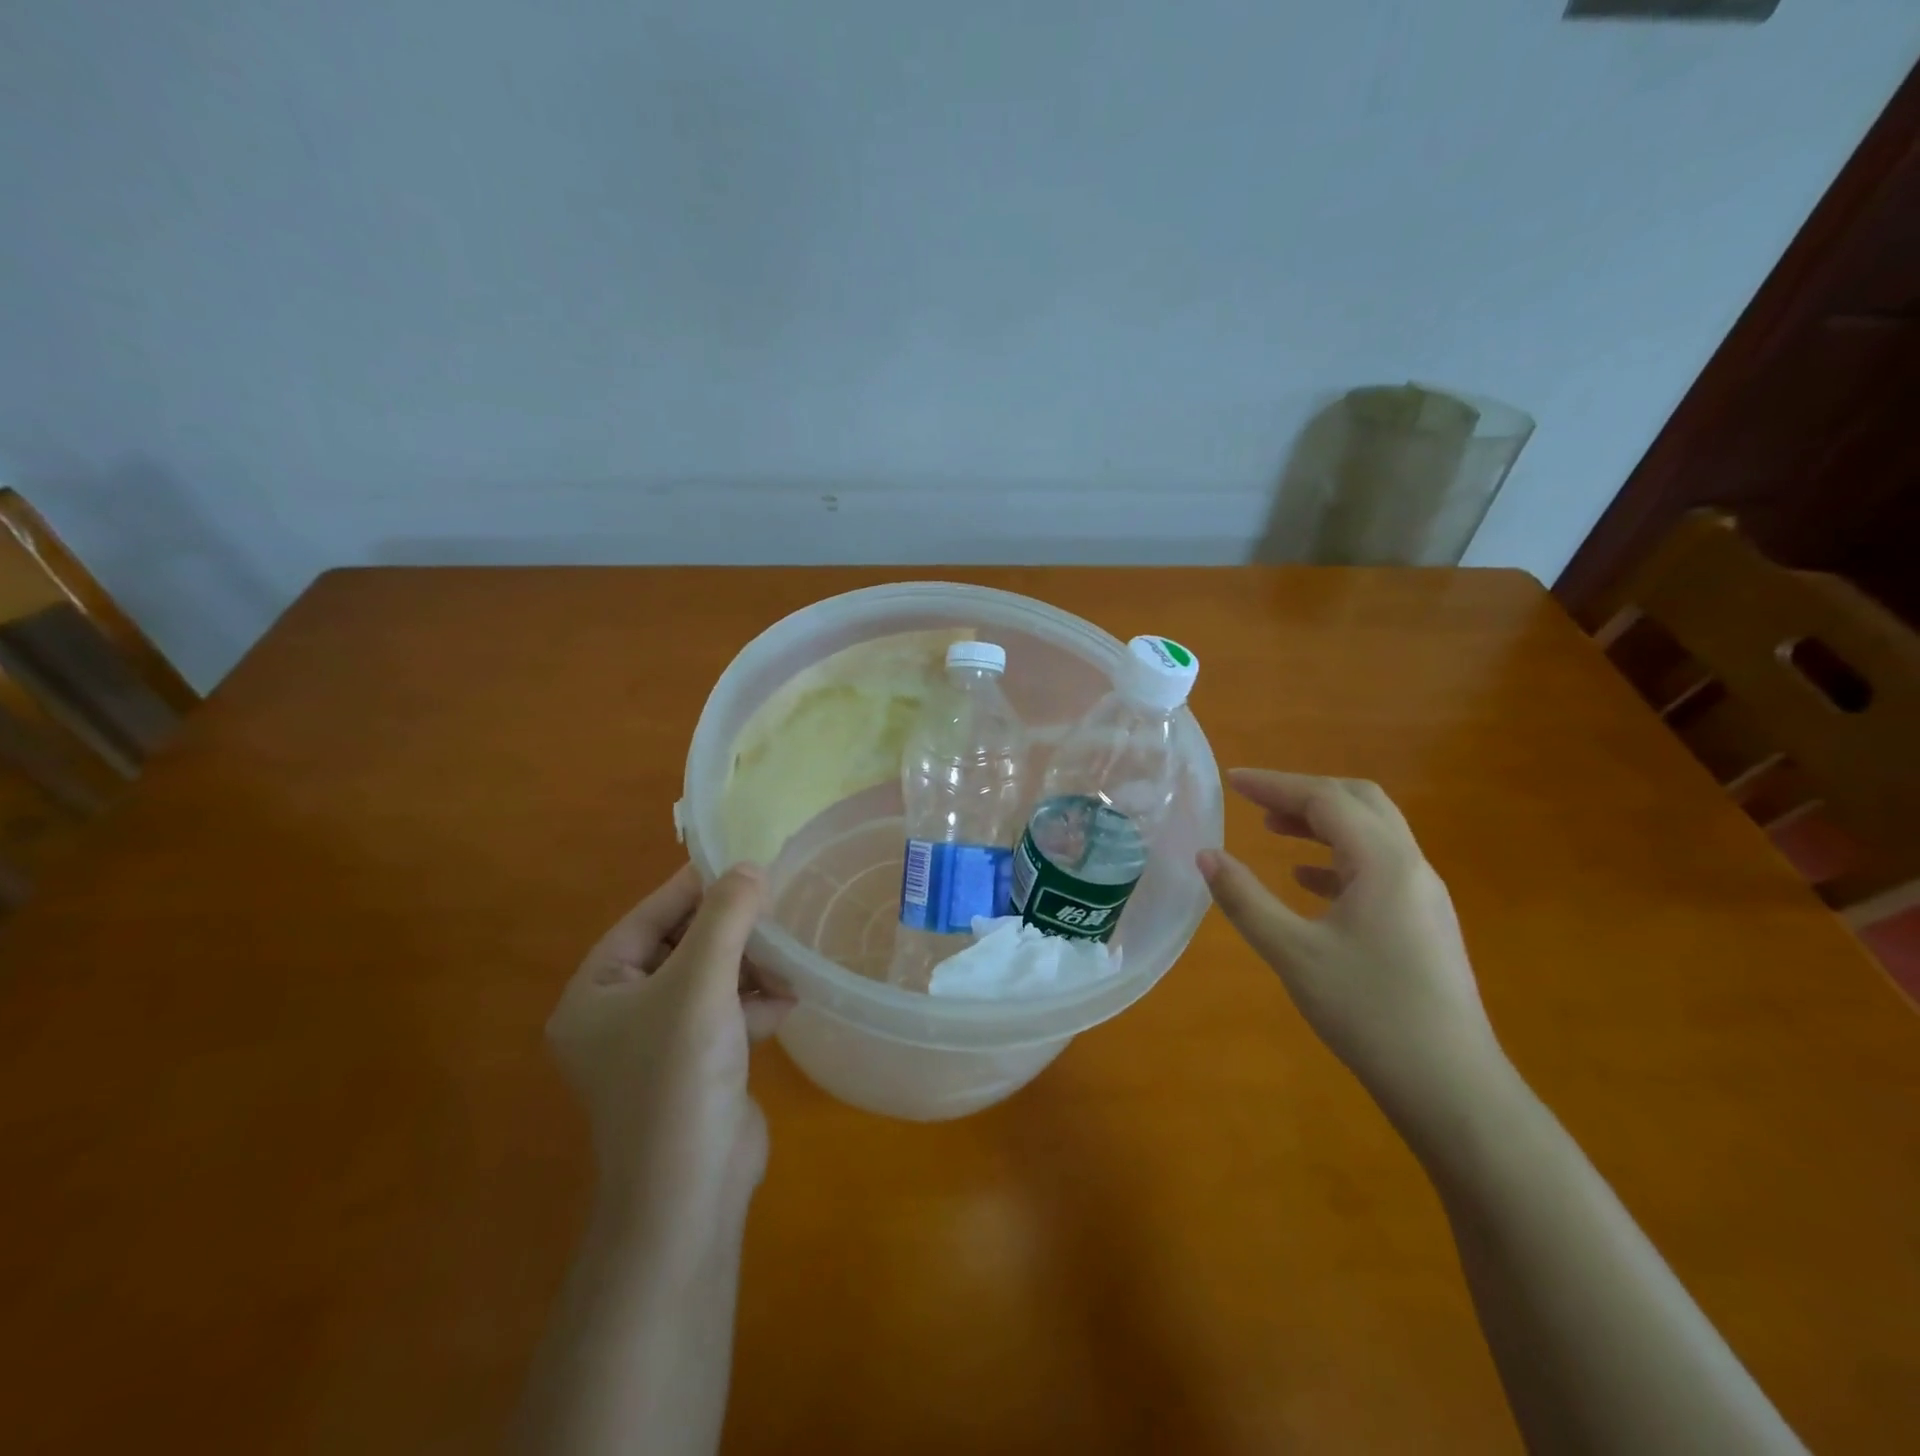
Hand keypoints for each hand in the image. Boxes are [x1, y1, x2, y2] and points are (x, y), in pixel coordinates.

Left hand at [546, 863, 791, 1240]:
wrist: (691, 1193)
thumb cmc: (679, 1076)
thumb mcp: (701, 984)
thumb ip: (726, 918)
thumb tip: (749, 867)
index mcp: (595, 993)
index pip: (646, 920)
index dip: (692, 888)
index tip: (739, 862)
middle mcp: (619, 1016)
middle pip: (680, 948)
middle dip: (730, 933)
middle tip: (772, 908)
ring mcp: (658, 1044)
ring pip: (708, 980)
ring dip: (748, 967)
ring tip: (786, 959)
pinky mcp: (694, 1066)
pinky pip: (724, 1014)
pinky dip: (753, 1003)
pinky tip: (785, 1001)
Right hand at [1197, 770, 1501, 1120]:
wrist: (1452, 1086)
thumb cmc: (1369, 1012)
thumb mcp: (1293, 953)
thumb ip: (1245, 899)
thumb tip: (1205, 855)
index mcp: (1384, 862)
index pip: (1326, 799)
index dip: (1275, 784)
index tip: (1231, 782)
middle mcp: (1411, 866)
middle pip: (1359, 802)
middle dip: (1304, 793)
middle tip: (1255, 802)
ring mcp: (1423, 895)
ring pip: (1371, 834)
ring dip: (1322, 823)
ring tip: (1273, 829)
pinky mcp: (1424, 922)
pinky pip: (1377, 867)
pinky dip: (1337, 858)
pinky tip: (1306, 882)